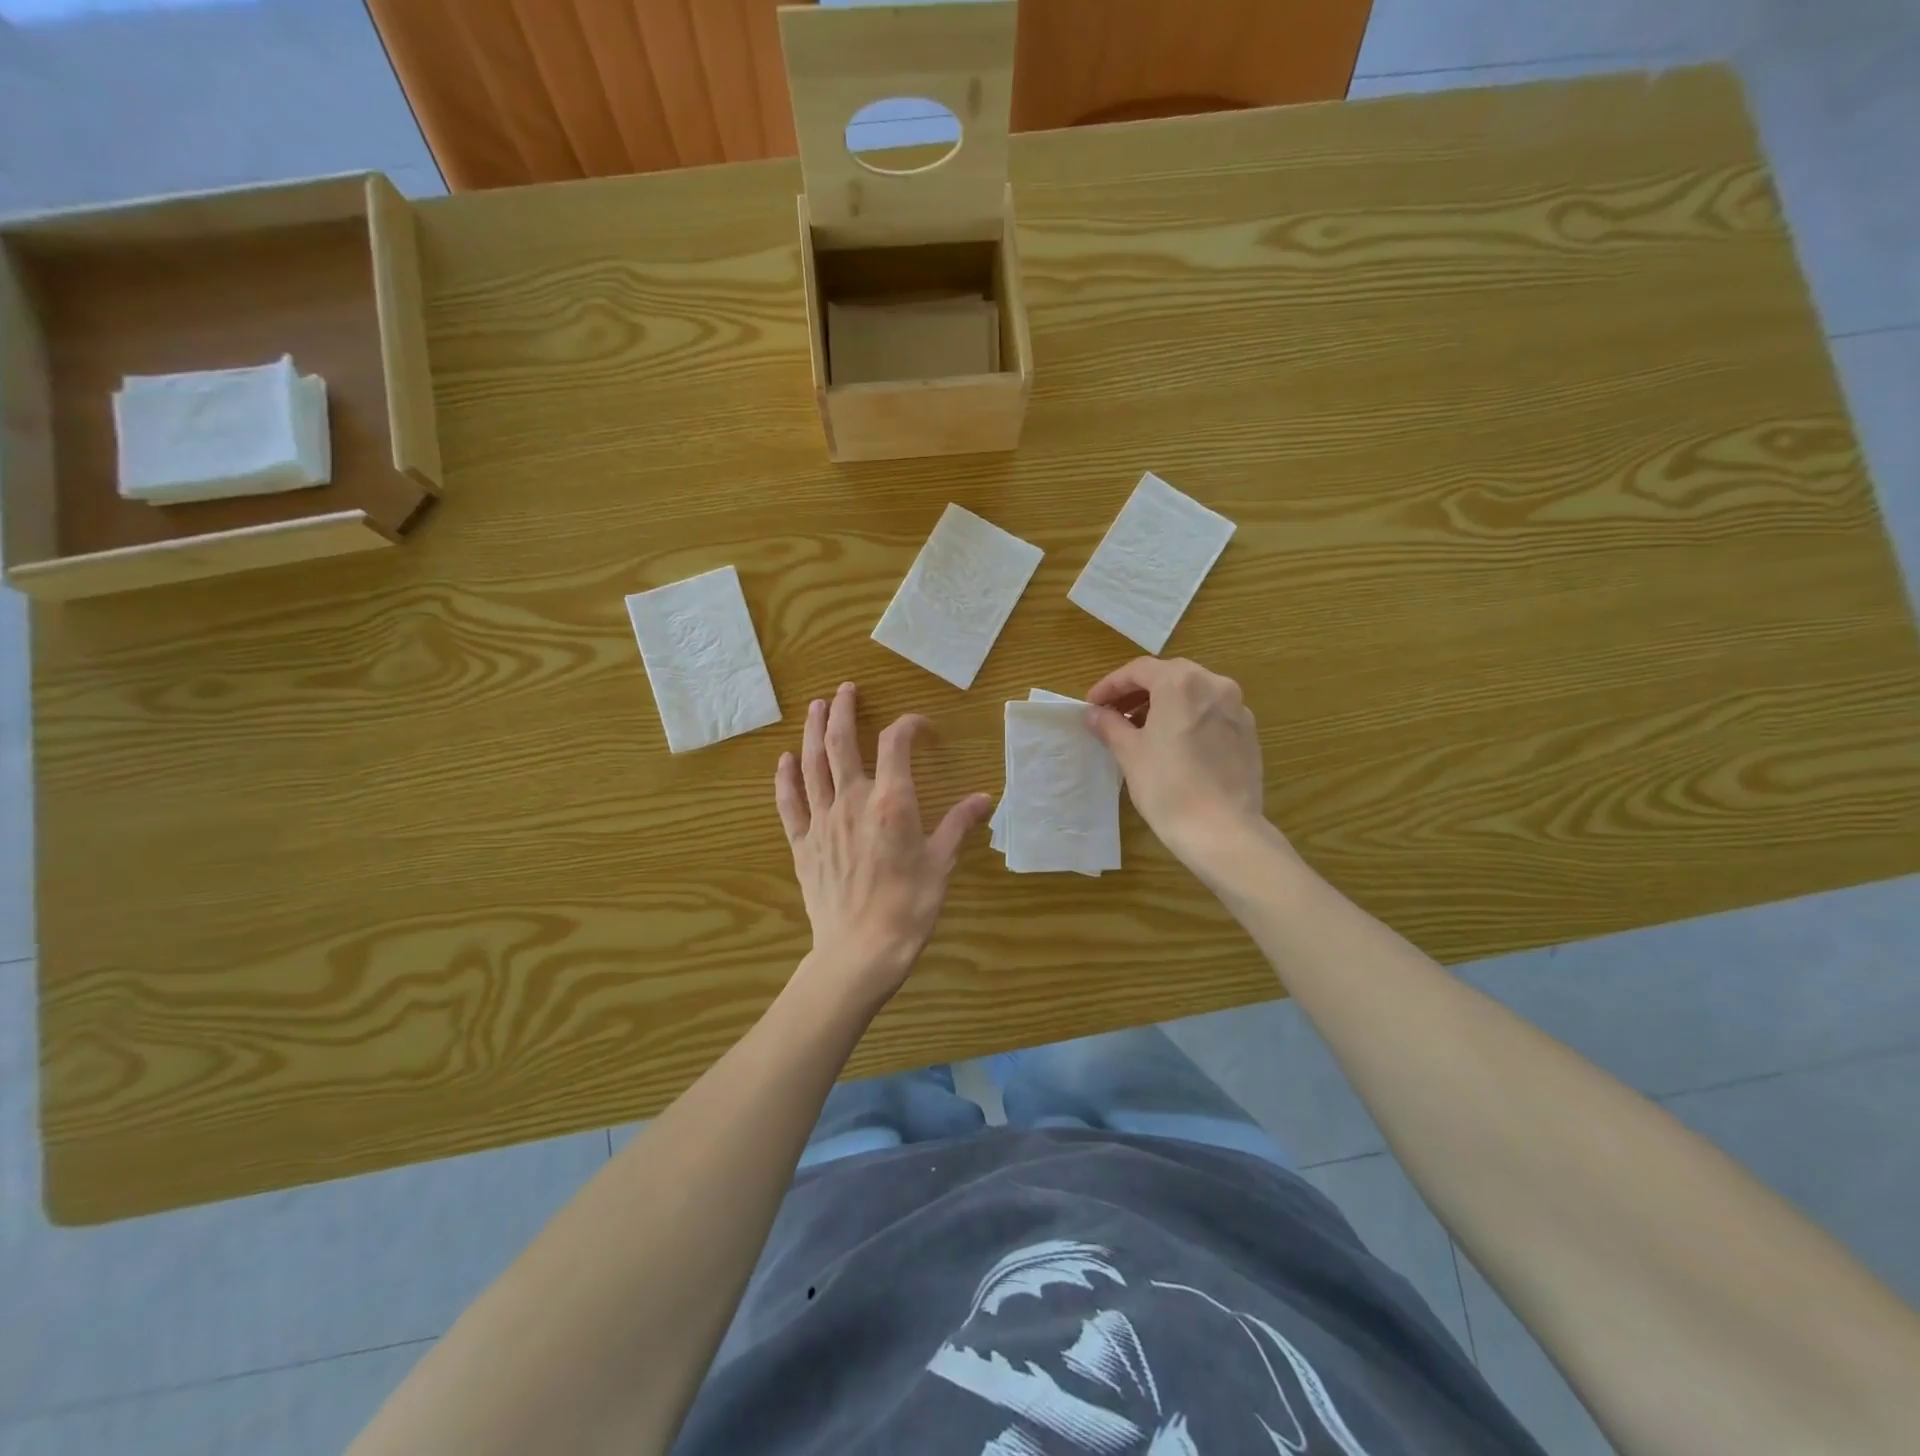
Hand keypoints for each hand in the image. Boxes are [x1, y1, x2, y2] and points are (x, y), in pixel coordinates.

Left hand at [775, 683, 991, 1005]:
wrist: (861, 951)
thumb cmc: (909, 907)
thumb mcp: (942, 864)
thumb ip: (959, 825)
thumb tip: (984, 799)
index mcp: (891, 801)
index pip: (896, 744)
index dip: (908, 725)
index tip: (920, 726)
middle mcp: (852, 801)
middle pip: (841, 743)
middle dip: (843, 711)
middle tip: (845, 689)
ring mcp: (822, 821)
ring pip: (812, 764)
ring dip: (813, 731)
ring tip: (817, 707)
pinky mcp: (803, 844)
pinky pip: (789, 803)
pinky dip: (785, 778)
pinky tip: (784, 760)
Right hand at [1084, 657, 1267, 869]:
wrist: (1222, 830)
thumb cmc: (1168, 787)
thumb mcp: (1130, 753)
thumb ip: (1110, 725)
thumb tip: (1094, 713)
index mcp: (1181, 683)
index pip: (1139, 670)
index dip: (1111, 685)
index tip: (1093, 705)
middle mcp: (1214, 685)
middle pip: (1169, 675)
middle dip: (1139, 691)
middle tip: (1115, 713)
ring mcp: (1237, 708)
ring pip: (1194, 692)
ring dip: (1165, 703)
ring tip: (1142, 729)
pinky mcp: (1248, 732)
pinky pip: (1212, 712)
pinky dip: (1189, 717)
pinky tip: (1175, 743)